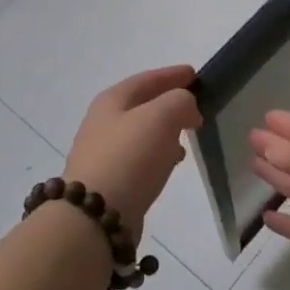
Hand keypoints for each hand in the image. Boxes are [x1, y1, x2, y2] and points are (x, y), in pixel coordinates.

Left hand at [63, 65, 200, 239]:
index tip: (195, 74)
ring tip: (188, 136)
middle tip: (195, 106)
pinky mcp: (108, 181)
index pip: (147, 79)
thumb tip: (187, 109)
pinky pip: (139, 157)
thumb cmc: (129, 157)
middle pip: (142, 104)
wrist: (94, 216)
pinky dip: (158, 154)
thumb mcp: (161, 116)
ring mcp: (103, 153)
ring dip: (165, 130)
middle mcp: (103, 122)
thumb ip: (180, 102)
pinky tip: (171, 163)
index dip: (172, 75)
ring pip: (141, 132)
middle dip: (169, 102)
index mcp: (112, 100)